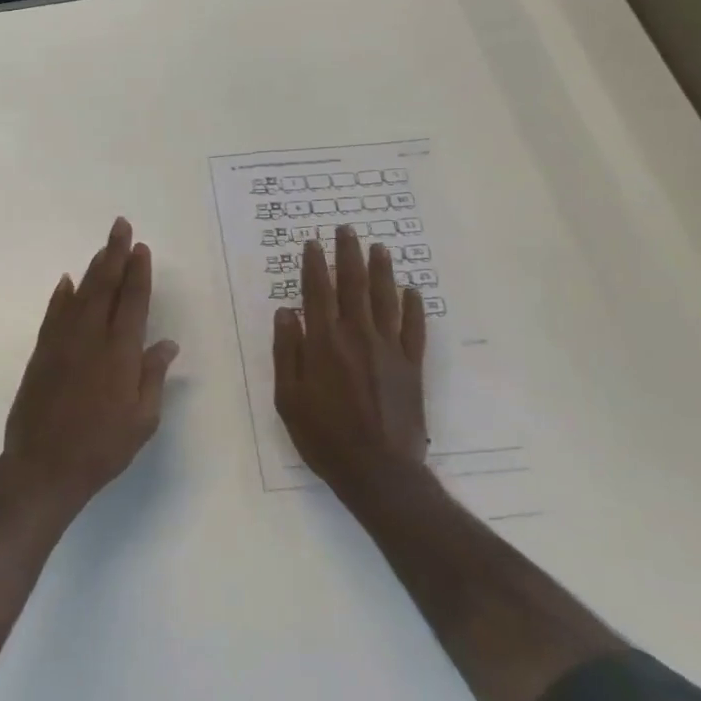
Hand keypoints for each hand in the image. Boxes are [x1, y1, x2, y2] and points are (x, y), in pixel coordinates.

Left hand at [0, 217, 179, 513]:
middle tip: (120, 226)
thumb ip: (152, 377)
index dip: (138, 273)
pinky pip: (54, 315)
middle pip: (105, 287)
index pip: (133, 302)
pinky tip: (67, 282)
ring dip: (93, 268)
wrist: (43, 467)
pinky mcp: (41, 353)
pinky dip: (61, 296)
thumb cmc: (102, 447)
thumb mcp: (142, 420)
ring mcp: (62, 343)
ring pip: (80, 294)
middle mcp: (91, 338)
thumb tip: (167, 344)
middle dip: (114, 254)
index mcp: (120, 353)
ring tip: (103, 247)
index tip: (141, 248)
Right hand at [274, 226, 428, 511]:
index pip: (317, 292)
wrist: (379, 470)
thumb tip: (286, 312)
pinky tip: (412, 291)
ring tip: (379, 248)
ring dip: (381, 270)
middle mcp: (357, 336)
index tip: (313, 243)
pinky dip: (413, 307)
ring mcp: (389, 350)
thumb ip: (286, 352)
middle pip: (353, 285)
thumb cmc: (323, 436)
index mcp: (323, 343)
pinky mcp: (412, 366)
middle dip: (348, 255)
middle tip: (347, 230)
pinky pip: (414, 329)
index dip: (314, 265)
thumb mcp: (288, 397)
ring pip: (385, 299)